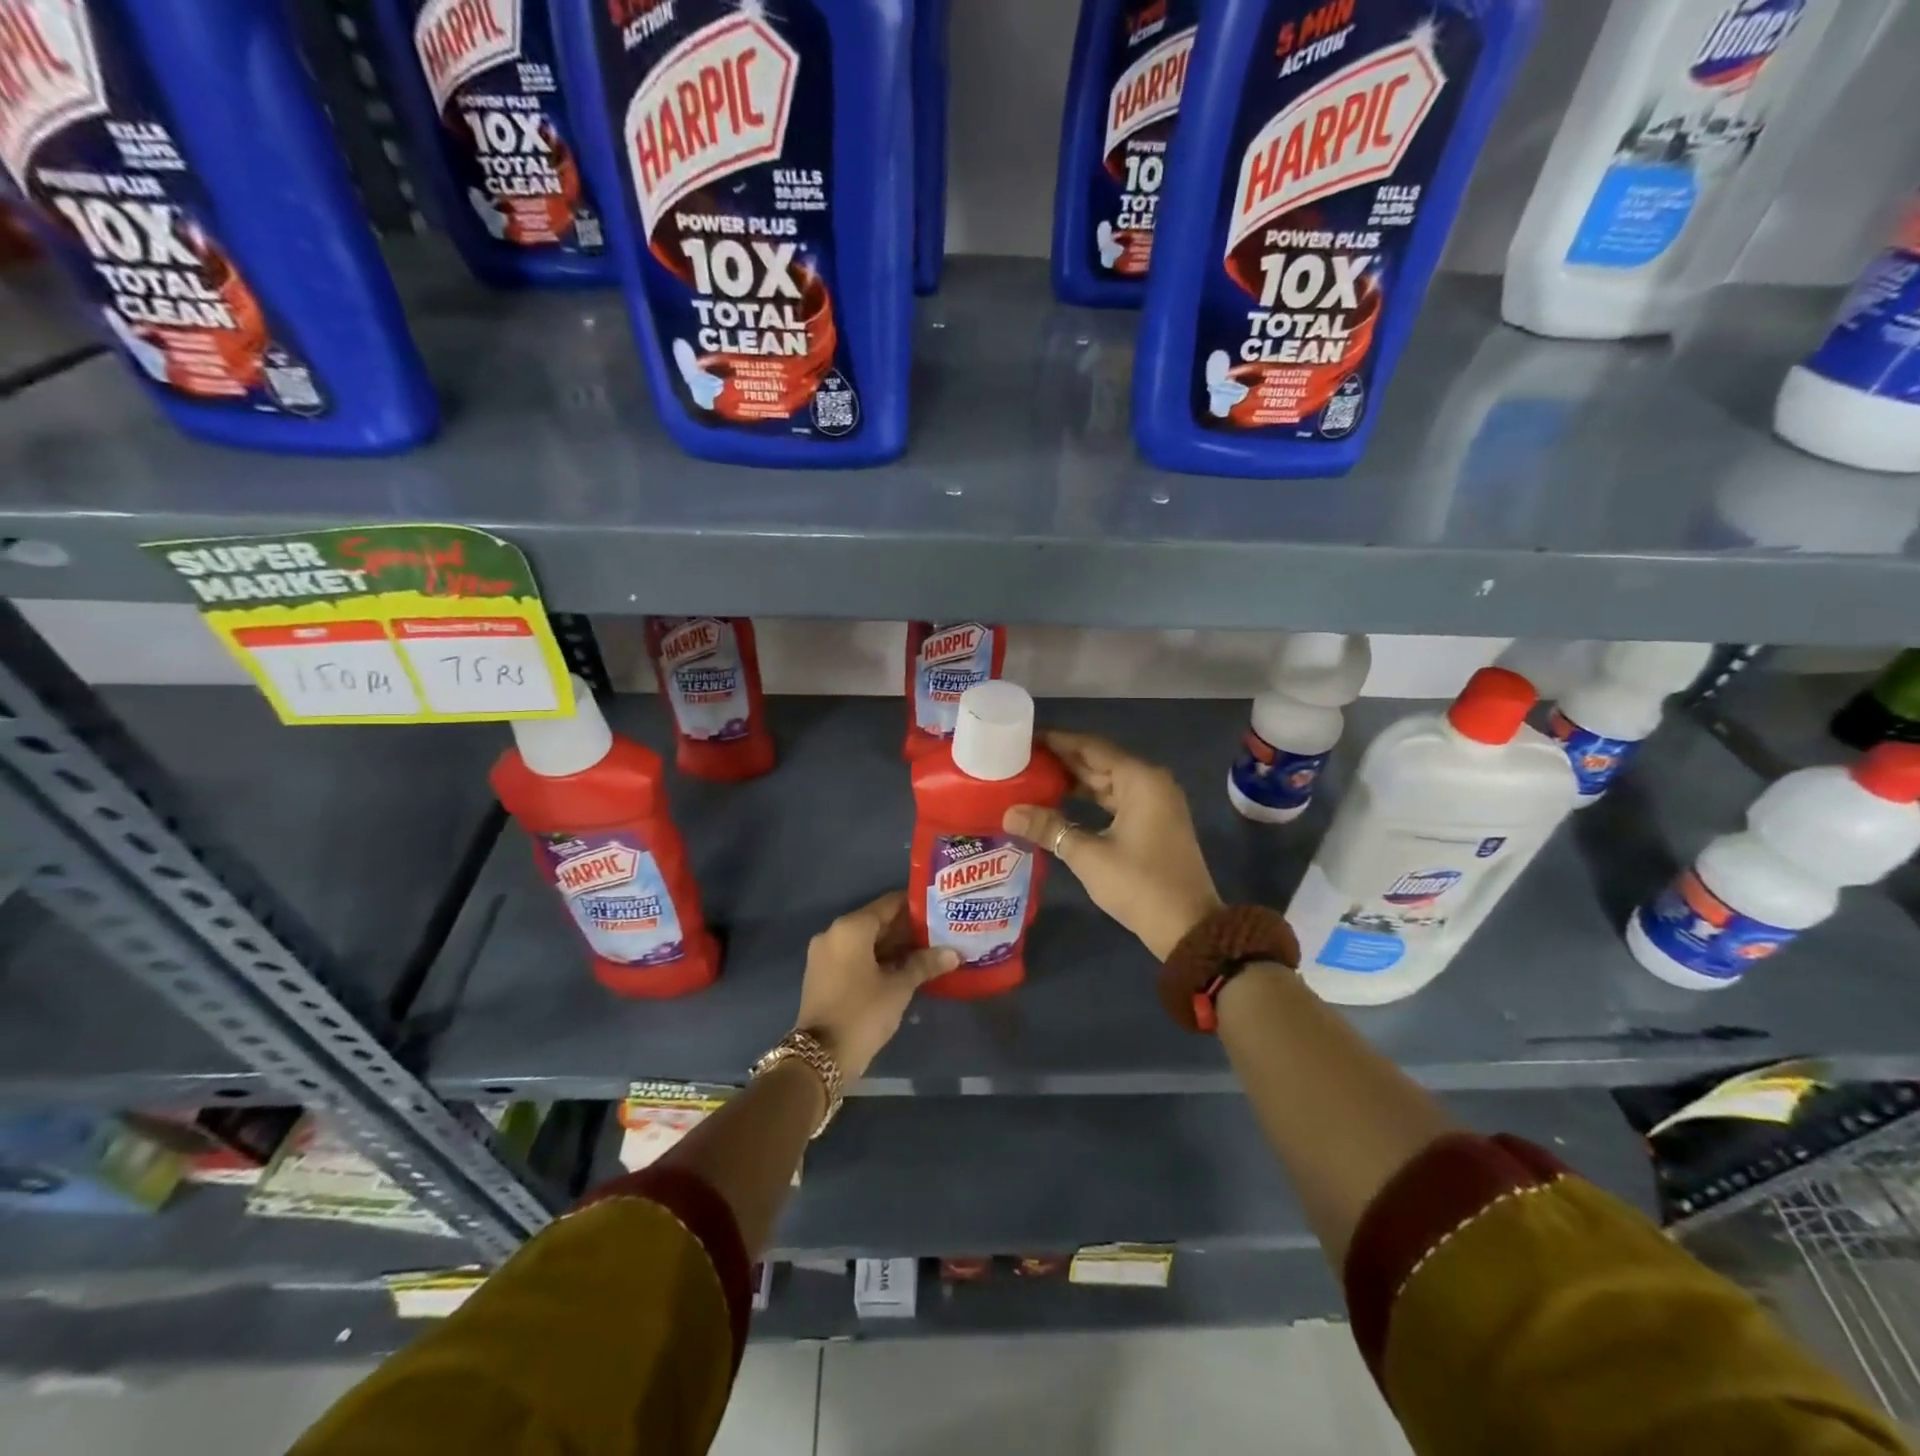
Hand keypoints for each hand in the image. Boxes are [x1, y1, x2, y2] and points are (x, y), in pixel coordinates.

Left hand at [795, 891, 957, 1079]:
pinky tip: (904, 968)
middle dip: (907, 929)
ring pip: (866, 941)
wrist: (819, 1058)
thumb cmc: (862, 1013)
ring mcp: (825, 954)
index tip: (940, 909)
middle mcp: (834, 933)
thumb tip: (954, 953)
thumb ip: (924, 964)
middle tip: (940, 933)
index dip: (916, 906)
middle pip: (877, 922)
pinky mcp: (823, 974)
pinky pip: (855, 956)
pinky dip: (877, 959)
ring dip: (894, 946)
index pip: (889, 904)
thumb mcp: (898, 988)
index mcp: (851, 928)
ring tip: (928, 951)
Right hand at [1005, 731, 1222, 959]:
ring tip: (1034, 777)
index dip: (1058, 741)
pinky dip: (1091, 799)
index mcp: (1140, 779)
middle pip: (1100, 762)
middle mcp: (1151, 782)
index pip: (1092, 747)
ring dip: (1075, 781)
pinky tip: (1061, 803)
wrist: (1188, 928)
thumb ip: (1049, 828)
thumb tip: (1009, 813)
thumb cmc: (1139, 884)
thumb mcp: (1088, 855)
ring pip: (1108, 781)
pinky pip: (1117, 799)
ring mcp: (1156, 803)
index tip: (1026, 738)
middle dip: (1063, 761)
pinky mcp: (1154, 823)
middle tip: (1023, 759)